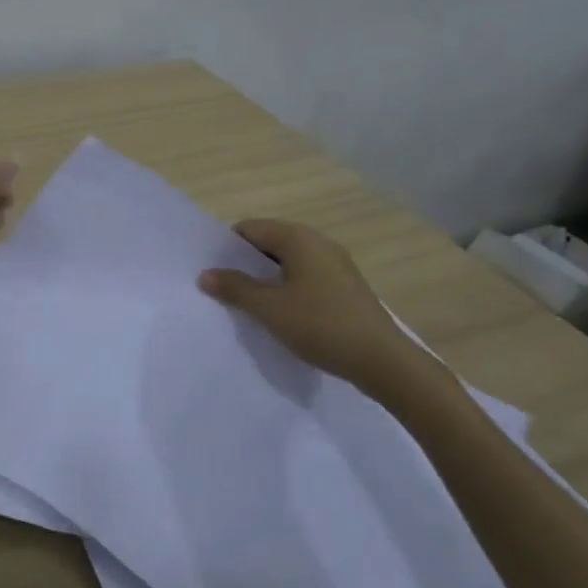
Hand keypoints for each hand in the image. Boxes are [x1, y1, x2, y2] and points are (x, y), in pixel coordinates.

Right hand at [198, 219, 439, 400]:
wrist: (382, 359)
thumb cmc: (320, 325)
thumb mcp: (269, 308)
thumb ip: (235, 288)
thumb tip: (205, 274)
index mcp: (298, 238)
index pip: (250, 228)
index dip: (227, 247)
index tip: (212, 271)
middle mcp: (318, 242)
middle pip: (270, 242)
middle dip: (245, 263)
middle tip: (223, 289)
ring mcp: (335, 264)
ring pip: (288, 261)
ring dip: (266, 278)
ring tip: (248, 304)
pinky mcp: (345, 286)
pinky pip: (305, 276)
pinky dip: (287, 288)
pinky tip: (281, 314)